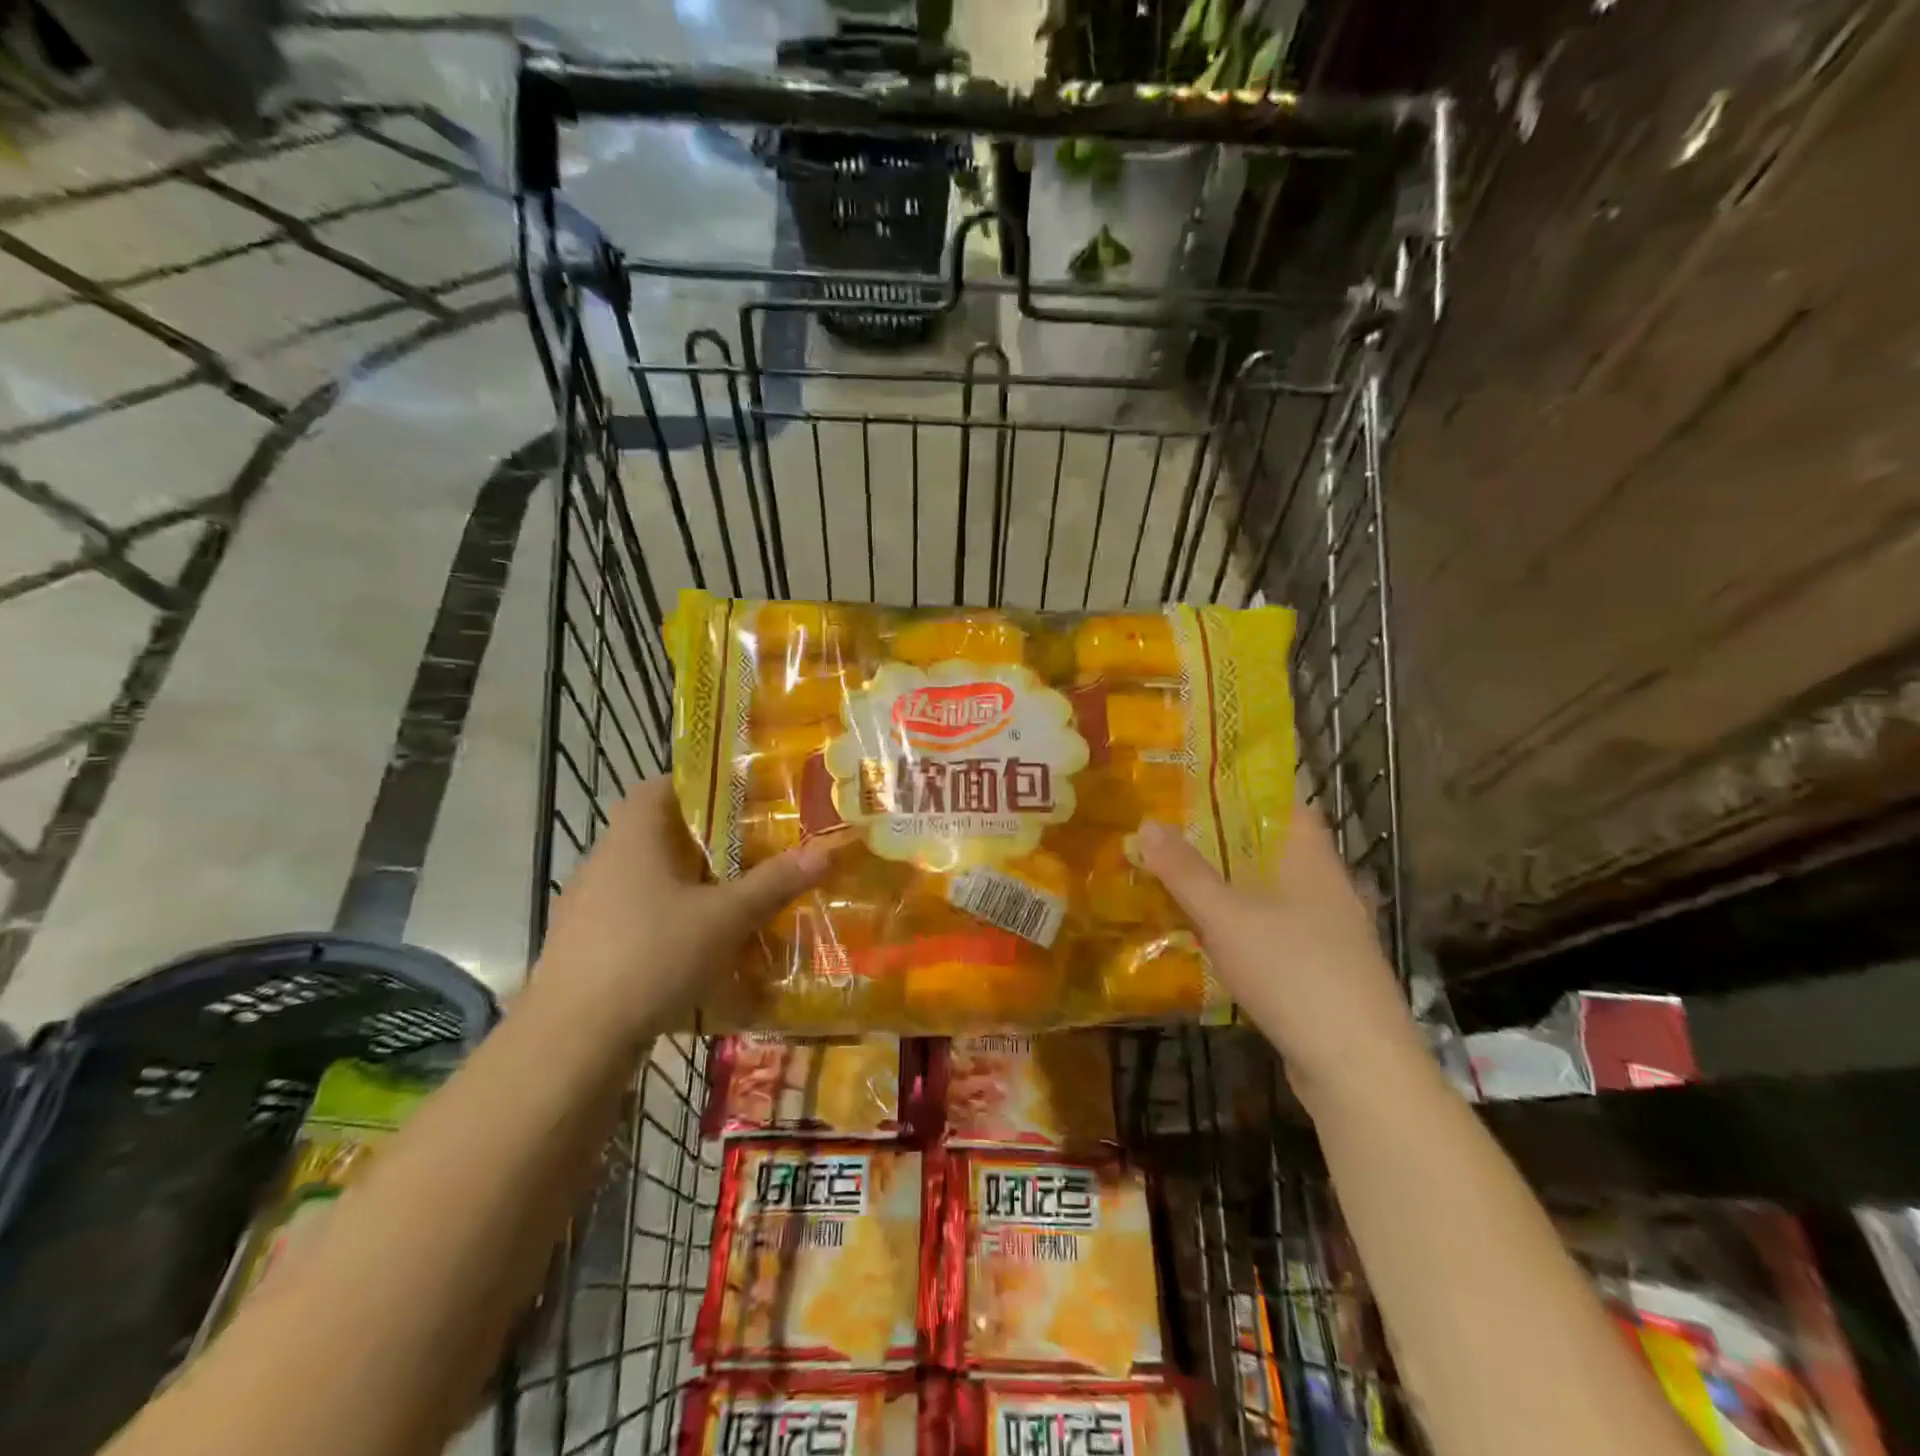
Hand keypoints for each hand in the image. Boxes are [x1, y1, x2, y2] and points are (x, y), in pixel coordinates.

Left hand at [533, 778, 829, 1040]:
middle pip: (658, 835)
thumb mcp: (725, 918)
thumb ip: (774, 883)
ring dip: (686, 887)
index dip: (697, 785)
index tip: (739, 800)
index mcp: (633, 838)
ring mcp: (587, 907)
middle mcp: (604, 862)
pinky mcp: (585, 948)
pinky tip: (696, 951)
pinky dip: (666, 924)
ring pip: (647, 880)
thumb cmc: (651, 956)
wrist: (571, 1041)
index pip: (658, 787)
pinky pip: (634, 919)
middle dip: (705, 842)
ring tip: (732, 901)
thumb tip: (826, 851)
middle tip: (752, 852)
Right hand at [1135, 806, 1429, 1110]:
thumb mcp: (1226, 917)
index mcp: (1314, 863)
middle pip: (1275, 852)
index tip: (1198, 792)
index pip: (1287, 807)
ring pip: (1274, 897)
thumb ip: (1185, 872)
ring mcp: (1332, 937)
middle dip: (1226, 844)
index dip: (1246, 794)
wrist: (1358, 1069)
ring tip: (1182, 885)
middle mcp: (1329, 891)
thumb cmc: (1293, 973)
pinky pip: (1277, 936)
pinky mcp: (1325, 976)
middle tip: (1174, 838)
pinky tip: (1212, 943)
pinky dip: (1245, 930)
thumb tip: (1147, 824)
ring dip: (1233, 890)